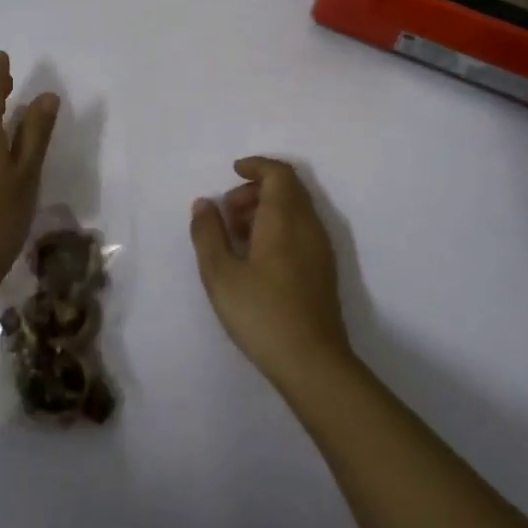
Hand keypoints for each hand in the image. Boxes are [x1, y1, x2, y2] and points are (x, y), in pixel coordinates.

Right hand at [190, 157, 353, 389]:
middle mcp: (308, 225)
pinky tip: (256, 257)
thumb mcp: (220, 274)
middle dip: (256, 189)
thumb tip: (204, 203)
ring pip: (295, 209)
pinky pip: (301, 229)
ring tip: (236, 236)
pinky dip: (278, 226)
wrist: (312, 362)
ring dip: (266, 209)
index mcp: (285, 218)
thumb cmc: (262, 313)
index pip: (278, 173)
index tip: (232, 172)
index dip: (256, 166)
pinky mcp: (323, 268)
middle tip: (227, 211)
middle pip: (288, 188)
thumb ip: (208, 233)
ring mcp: (320, 247)